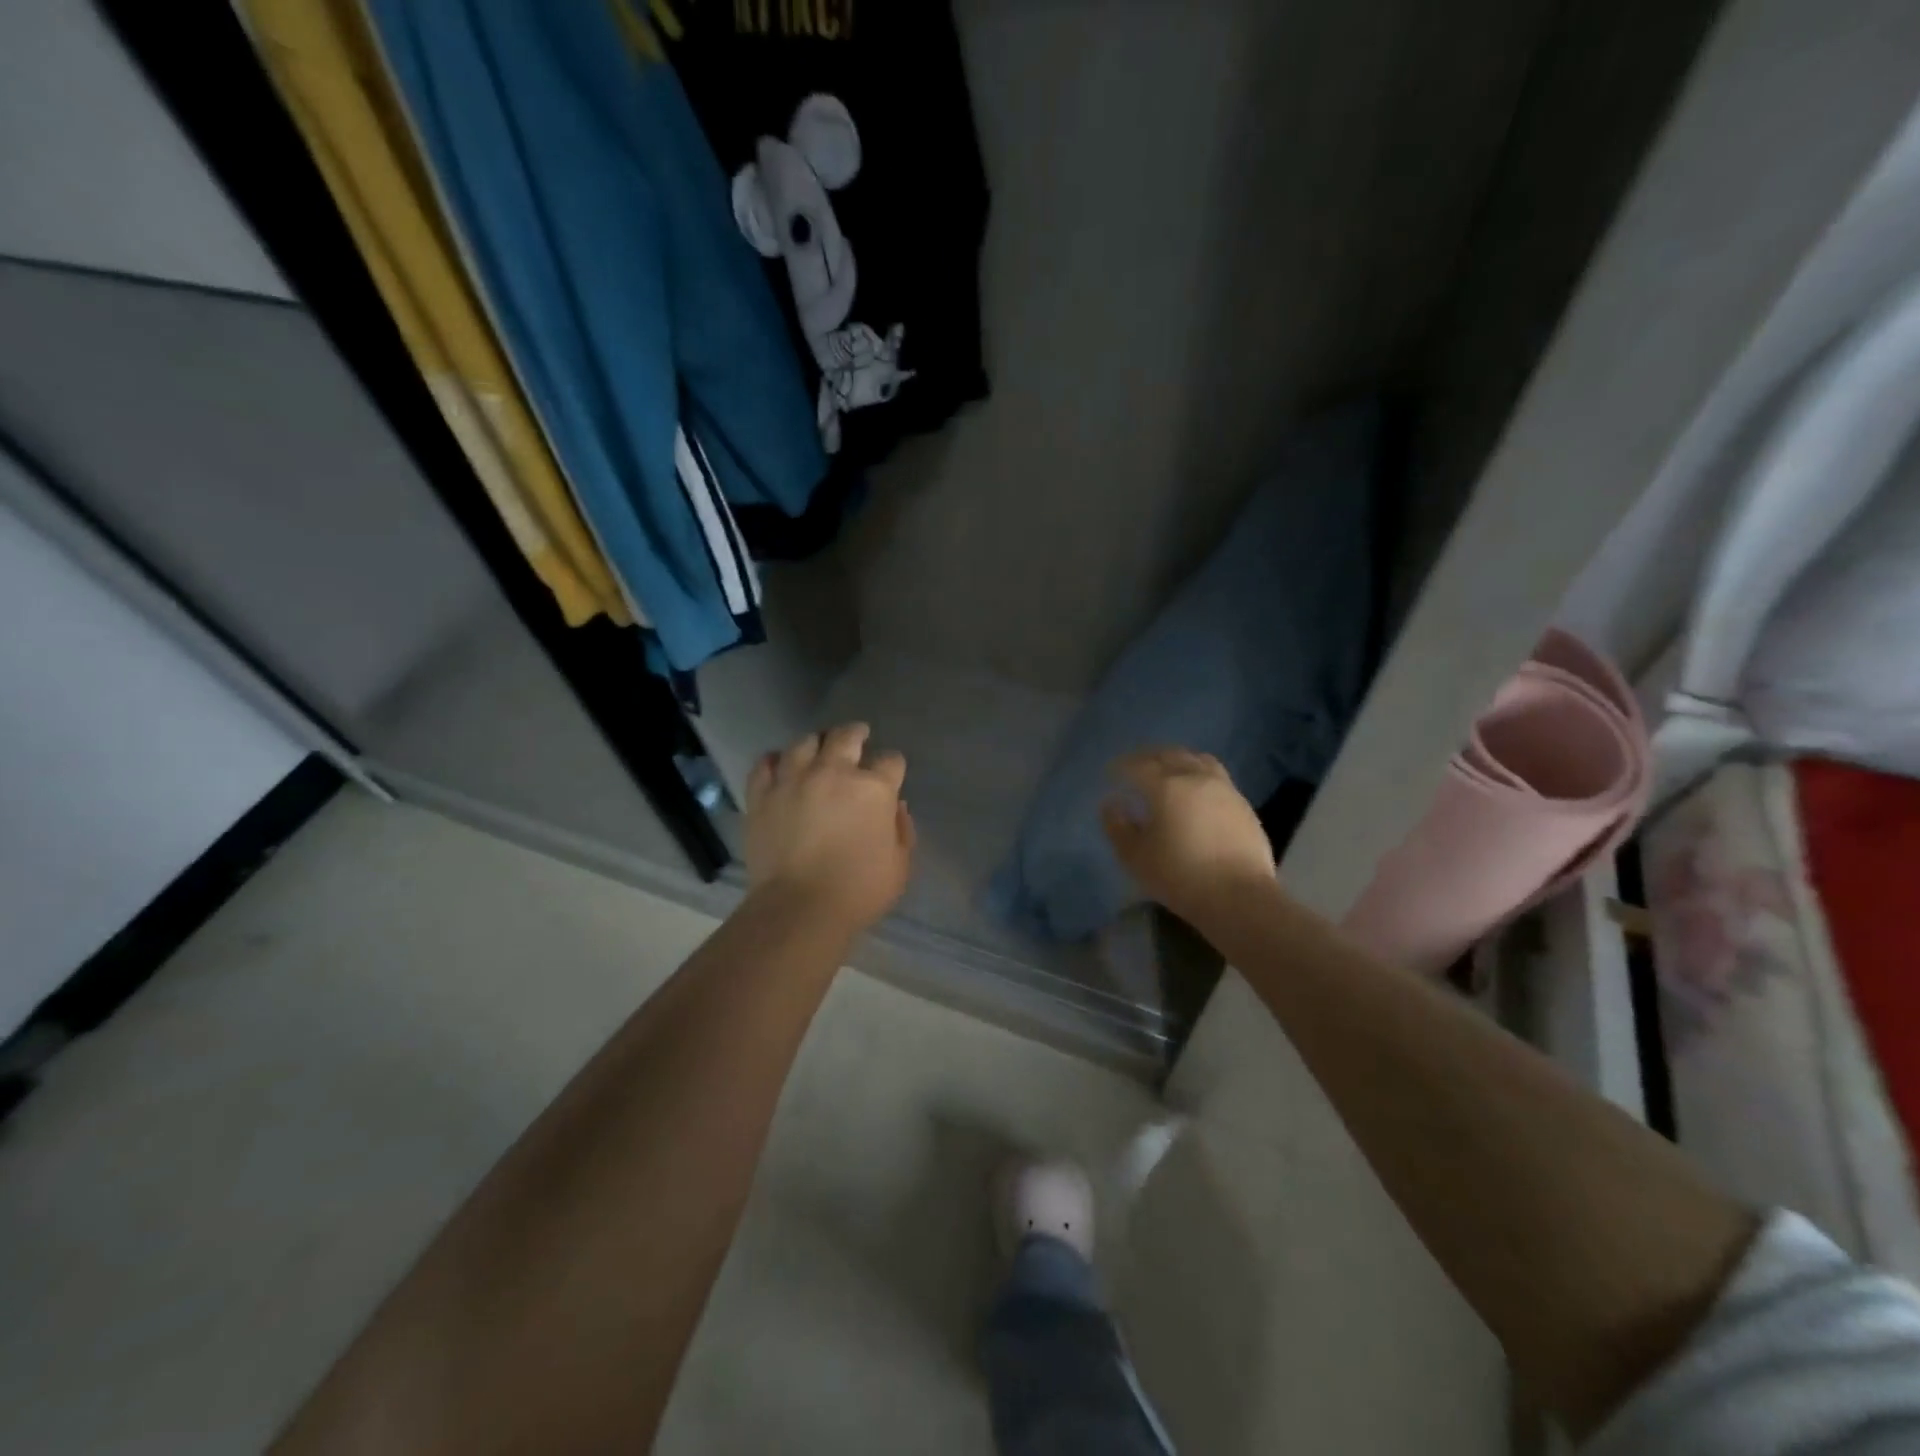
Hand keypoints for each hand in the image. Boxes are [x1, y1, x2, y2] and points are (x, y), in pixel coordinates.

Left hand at [746, 723, 915, 935]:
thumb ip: (902, 830)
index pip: (891, 761)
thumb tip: (896, 807)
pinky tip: (780, 764)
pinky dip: (775, 760)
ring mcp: (794, 780)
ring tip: (818, 747)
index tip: (891, 774)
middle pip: (846, 736)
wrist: (799, 908)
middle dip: (856, 734)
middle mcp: (834, 773)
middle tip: (859, 735)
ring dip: (816, 743)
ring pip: (804, 743)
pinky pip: (765, 764)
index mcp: (873, 789)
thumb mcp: (900, 865)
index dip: (892, 766)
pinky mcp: (762, 795)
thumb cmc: (859, 891)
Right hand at [1101, 748, 1275, 925]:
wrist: (1240, 897)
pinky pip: (1216, 776)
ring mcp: (1224, 789)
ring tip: (1167, 770)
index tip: (1110, 772)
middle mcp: (1196, 778)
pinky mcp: (1243, 804)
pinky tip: (1195, 792)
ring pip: (1197, 759)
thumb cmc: (1180, 877)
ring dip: (1177, 759)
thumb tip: (1112, 804)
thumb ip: (1118, 827)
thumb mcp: (1136, 858)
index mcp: (1167, 786)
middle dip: (1148, 756)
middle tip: (1134, 765)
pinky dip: (1198, 774)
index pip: (1138, 765)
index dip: (1121, 766)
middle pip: (1169, 754)